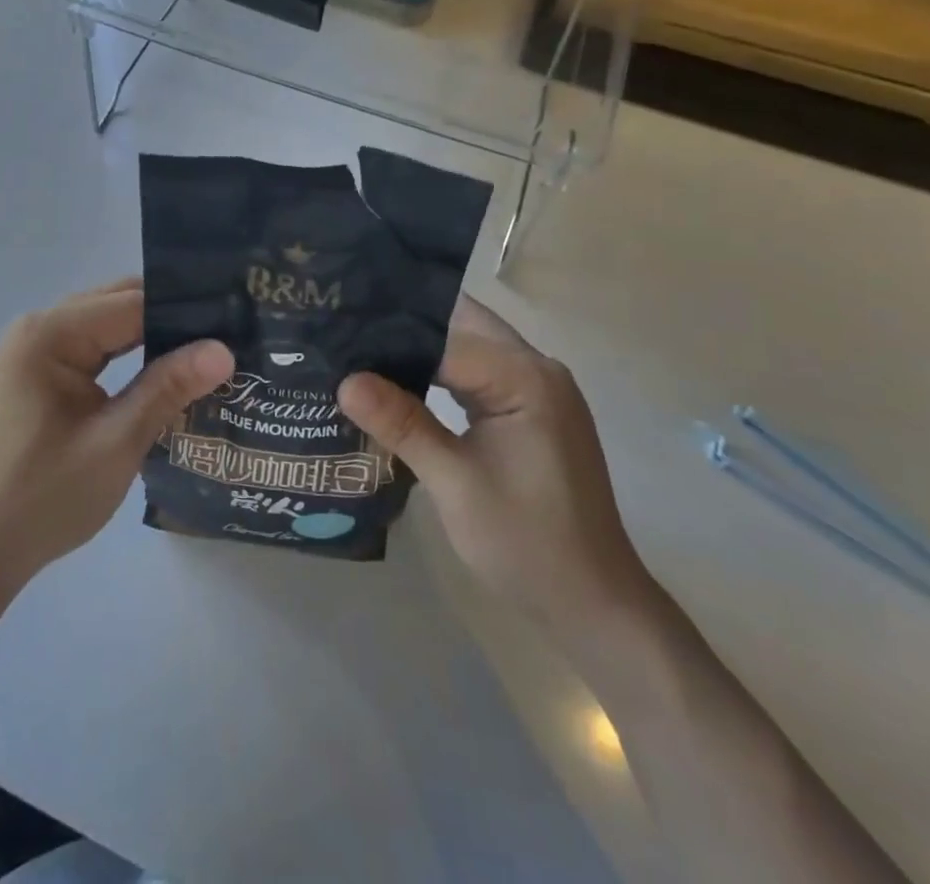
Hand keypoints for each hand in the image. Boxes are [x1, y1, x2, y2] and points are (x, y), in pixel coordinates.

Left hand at [0, 279, 232, 588]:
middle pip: (118, 304)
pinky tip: (163, 369)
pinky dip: (127, 354)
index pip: (131, 303)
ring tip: (206, 350)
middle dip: (170, 318)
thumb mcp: (117, 442)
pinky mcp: (38, 372)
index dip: (184, 312)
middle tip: (227, 335)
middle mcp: (38, 328)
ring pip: (108, 324)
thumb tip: (224, 349)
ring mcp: (34, 349)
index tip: (234, 322)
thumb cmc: (46, 498)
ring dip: (150, 335)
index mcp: (49, 334)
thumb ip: (168, 387)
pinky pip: (92, 346)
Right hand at [338, 297, 652, 635]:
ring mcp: (537, 389)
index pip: (443, 336)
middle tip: (343, 328)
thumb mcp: (454, 483)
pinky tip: (400, 381)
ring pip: (468, 345)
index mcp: (525, 377)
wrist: (593, 605)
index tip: (336, 330)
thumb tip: (343, 380)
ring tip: (358, 349)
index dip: (389, 334)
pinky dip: (440, 371)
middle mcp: (536, 369)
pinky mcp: (530, 411)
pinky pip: (478, 371)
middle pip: (461, 324)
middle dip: (403, 324)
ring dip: (420, 346)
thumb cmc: (526, 543)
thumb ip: (401, 424)